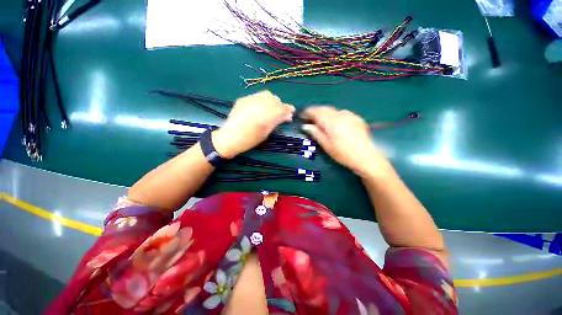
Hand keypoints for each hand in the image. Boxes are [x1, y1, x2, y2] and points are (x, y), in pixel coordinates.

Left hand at [213, 91, 294, 158]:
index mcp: (265, 115)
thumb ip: (277, 122)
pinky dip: (262, 101)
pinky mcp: (243, 99)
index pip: (281, 108)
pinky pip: (257, 96)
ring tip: (271, 110)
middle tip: (281, 114)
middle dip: (280, 105)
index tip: (292, 112)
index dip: (288, 109)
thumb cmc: (250, 140)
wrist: (230, 138)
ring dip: (272, 101)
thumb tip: (288, 116)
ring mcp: (249, 100)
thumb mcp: (266, 132)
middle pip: (275, 99)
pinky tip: (260, 108)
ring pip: (266, 94)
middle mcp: (258, 104)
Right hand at [301, 106, 390, 176]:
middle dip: (316, 112)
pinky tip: (335, 124)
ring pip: (333, 110)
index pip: (316, 111)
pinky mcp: (357, 118)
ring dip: (325, 113)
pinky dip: (334, 116)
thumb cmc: (343, 154)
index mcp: (331, 121)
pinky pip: (342, 113)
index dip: (307, 112)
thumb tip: (306, 126)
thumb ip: (316, 133)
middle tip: (309, 119)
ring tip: (321, 121)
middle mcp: (341, 114)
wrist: (366, 157)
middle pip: (324, 109)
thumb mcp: (326, 145)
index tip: (302, 116)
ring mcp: (350, 115)